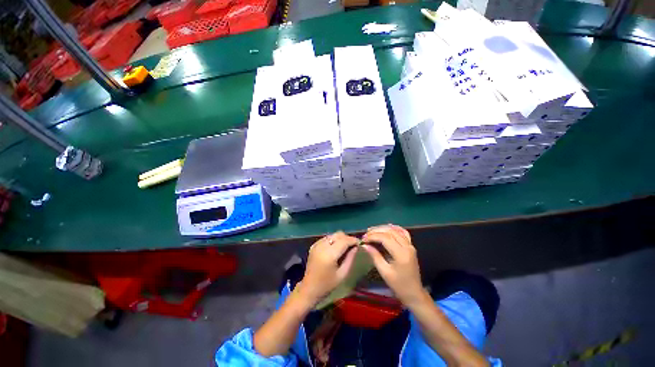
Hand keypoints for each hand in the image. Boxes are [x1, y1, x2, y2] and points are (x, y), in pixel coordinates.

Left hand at [297, 231, 358, 306]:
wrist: (309, 288)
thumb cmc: (327, 285)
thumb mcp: (342, 274)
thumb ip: (350, 259)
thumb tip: (356, 247)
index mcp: (329, 254)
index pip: (344, 241)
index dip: (353, 240)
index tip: (359, 243)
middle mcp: (322, 246)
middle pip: (338, 234)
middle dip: (347, 238)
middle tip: (352, 246)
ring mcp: (317, 244)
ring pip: (332, 235)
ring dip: (340, 239)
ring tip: (344, 247)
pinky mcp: (314, 245)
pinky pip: (326, 238)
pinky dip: (332, 240)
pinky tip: (334, 249)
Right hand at [362, 224, 425, 307]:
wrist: (414, 293)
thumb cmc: (399, 285)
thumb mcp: (384, 272)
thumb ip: (375, 256)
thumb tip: (365, 245)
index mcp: (401, 254)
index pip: (385, 238)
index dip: (373, 236)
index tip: (363, 239)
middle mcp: (407, 246)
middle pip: (390, 232)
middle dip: (376, 231)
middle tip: (366, 234)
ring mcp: (410, 245)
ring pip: (396, 230)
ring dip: (383, 229)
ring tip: (372, 231)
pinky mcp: (411, 246)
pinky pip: (402, 233)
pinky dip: (393, 229)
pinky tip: (386, 228)